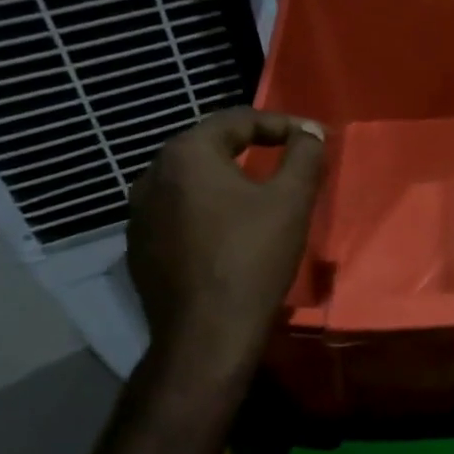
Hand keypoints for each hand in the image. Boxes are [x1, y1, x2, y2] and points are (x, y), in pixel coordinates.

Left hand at [127, 108, 324, 355]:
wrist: (207, 333)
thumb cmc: (253, 257)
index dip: (282, 124)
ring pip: (191, 181)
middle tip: (288, 157)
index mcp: (186, 155)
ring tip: (260, 194)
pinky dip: (207, 210)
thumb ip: (305, 156)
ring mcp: (139, 213)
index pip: (238, 120)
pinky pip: (178, 213)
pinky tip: (229, 231)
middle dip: (252, 147)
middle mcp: (152, 175)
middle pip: (209, 146)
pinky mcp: (139, 247)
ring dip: (227, 180)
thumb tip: (310, 132)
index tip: (314, 138)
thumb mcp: (291, 201)